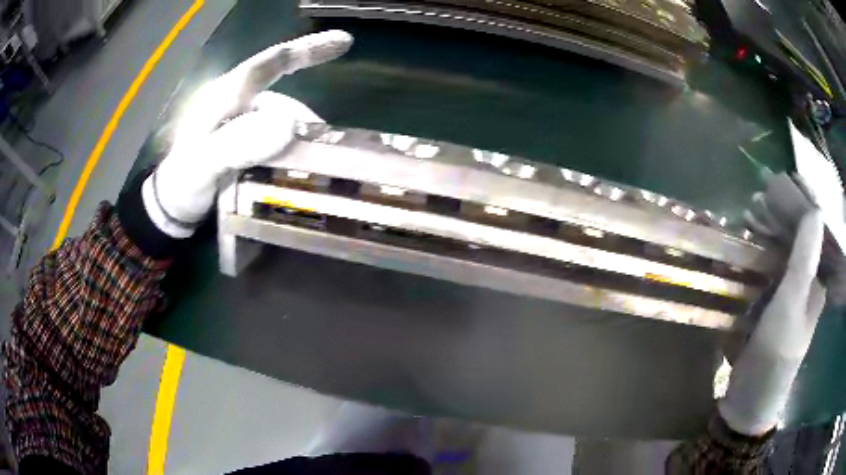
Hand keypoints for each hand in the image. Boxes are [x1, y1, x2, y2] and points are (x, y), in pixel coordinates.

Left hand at [143, 30, 352, 236]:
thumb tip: (289, 125)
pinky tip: (296, 174)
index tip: (344, 42)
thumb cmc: (181, 183)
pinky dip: (292, 156)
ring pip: (284, 127)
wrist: (172, 207)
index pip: (270, 64)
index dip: (307, 50)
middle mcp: (240, 104)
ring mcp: (244, 126)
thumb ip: (236, 144)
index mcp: (226, 95)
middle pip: (284, 103)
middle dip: (307, 125)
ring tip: (311, 173)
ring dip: (300, 146)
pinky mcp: (248, 146)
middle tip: (325, 156)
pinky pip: (279, 144)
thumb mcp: (201, 164)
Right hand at [719, 188, 824, 435]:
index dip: (796, 206)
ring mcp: (784, 296)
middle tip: (756, 199)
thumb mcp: (792, 305)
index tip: (776, 186)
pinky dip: (754, 255)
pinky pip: (764, 271)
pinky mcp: (767, 307)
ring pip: (778, 253)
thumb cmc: (776, 353)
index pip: (810, 232)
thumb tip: (815, 208)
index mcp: (814, 282)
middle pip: (794, 239)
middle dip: (778, 216)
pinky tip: (742, 246)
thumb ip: (804, 259)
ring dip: (764, 232)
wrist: (749, 400)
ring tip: (746, 216)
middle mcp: (803, 284)